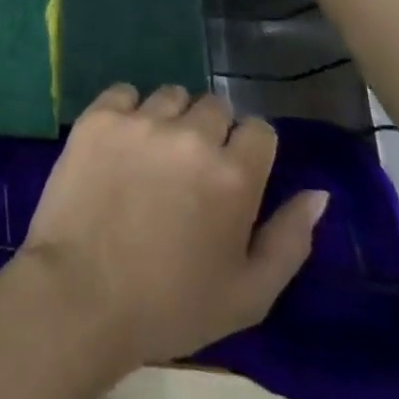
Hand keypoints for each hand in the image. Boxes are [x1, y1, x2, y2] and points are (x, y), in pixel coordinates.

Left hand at [15, 84, 329, 371]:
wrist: (80, 295)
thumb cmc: (170, 306)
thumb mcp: (248, 295)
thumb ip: (290, 239)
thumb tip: (318, 193)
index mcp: (233, 175)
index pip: (259, 129)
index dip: (250, 150)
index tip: (234, 174)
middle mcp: (190, 135)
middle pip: (215, 106)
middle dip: (211, 132)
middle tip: (191, 171)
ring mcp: (140, 120)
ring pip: (171, 95)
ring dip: (170, 118)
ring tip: (153, 156)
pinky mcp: (98, 116)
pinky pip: (124, 93)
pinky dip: (127, 111)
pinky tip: (120, 143)